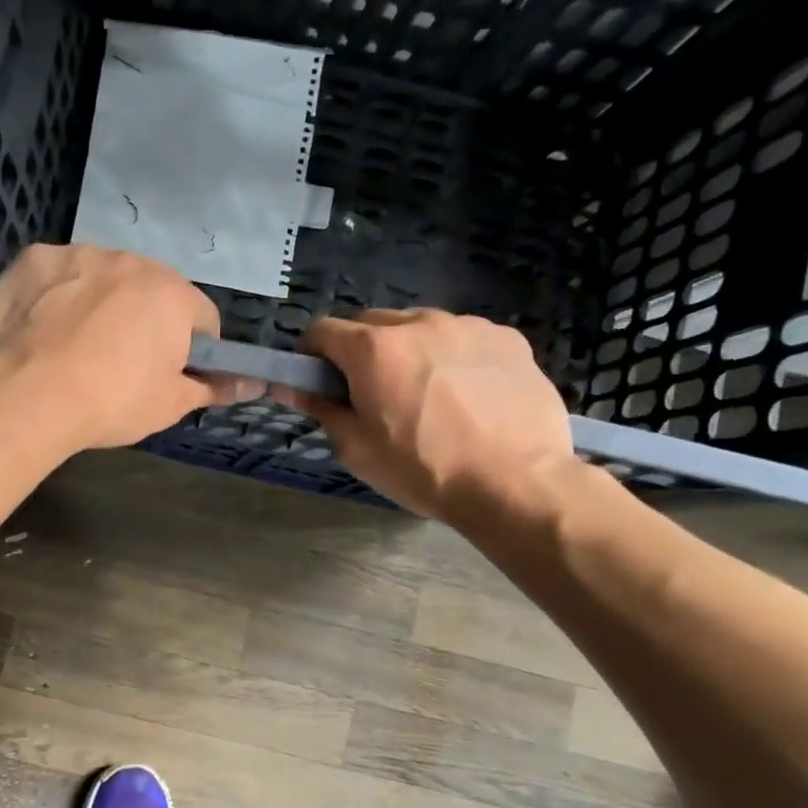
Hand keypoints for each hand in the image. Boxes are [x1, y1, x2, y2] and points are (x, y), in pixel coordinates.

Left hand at [0, 244, 255, 449]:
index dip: (192, 350)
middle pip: (151, 291)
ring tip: (75, 345)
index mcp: (172, 294)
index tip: (169, 374)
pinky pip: (58, 274)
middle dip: (145, 320)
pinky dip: (56, 294)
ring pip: (103, 277)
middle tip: (120, 363)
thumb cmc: (111, 401)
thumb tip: (253, 385)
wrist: (26, 394)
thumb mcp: (170, 405)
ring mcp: (79, 253)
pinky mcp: (34, 258)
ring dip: (100, 301)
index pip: (203, 318)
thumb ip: (214, 388)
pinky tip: (41, 328)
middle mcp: (131, 261)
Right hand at [275, 309, 582, 523]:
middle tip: (373, 392)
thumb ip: (322, 409)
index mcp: (374, 349)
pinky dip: (453, 356)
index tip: (316, 378)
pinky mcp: (507, 338)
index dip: (312, 353)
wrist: (517, 485)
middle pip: (372, 323)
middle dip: (361, 350)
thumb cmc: (425, 471)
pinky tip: (468, 394)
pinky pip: (463, 338)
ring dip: (410, 350)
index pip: (323, 330)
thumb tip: (291, 387)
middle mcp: (418, 323)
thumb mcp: (358, 450)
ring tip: (427, 394)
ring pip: (420, 327)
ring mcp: (467, 326)